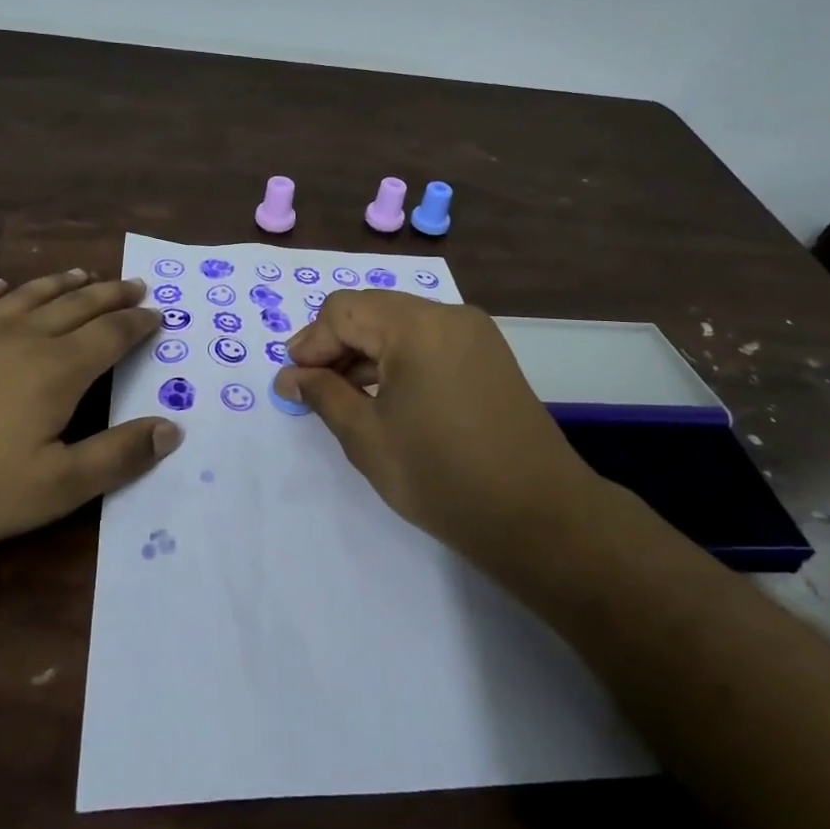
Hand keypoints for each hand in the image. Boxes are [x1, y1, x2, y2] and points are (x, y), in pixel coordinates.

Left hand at [0, 269, 178, 552]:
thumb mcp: (55, 487)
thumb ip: (117, 456)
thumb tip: (172, 428)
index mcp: (57, 370)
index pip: (111, 335)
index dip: (138, 324)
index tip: (158, 314)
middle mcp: (21, 338)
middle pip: (76, 306)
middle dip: (110, 295)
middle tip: (134, 285)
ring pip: (28, 296)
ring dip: (60, 284)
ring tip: (82, 273)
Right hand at [272, 291, 598, 570]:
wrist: (539, 518)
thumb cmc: (442, 477)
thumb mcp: (368, 438)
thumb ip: (324, 395)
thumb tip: (290, 376)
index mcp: (416, 326)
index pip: (343, 311)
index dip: (311, 343)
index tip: (292, 382)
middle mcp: (447, 314)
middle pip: (373, 310)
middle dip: (336, 345)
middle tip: (312, 388)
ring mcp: (474, 333)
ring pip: (401, 325)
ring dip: (367, 352)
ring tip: (343, 396)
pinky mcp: (488, 355)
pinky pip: (429, 341)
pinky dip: (399, 360)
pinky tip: (384, 395)